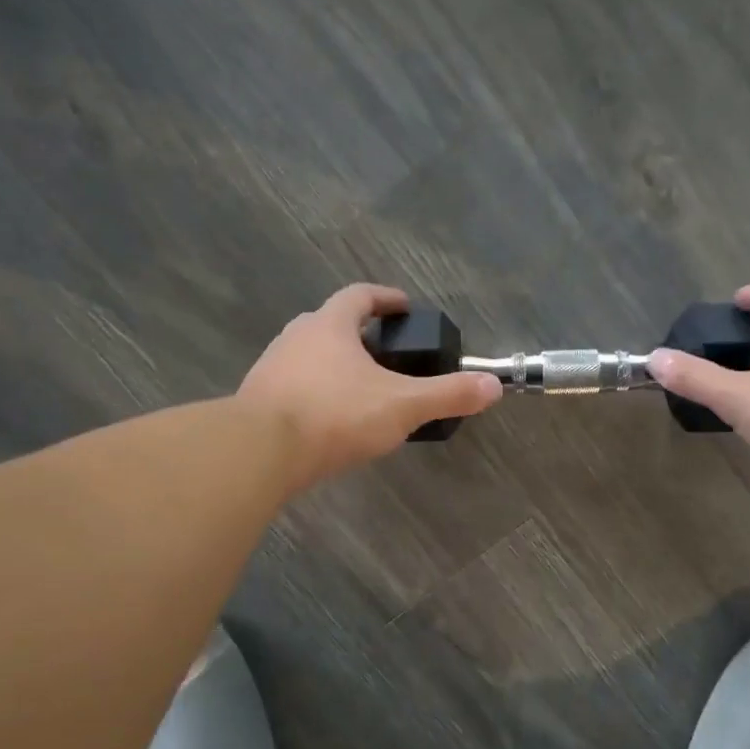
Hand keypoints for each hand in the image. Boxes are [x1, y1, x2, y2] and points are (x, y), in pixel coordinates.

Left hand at [238, 284, 500, 488]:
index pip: (359, 296)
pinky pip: (293, 386)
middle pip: (331, 323)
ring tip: (360, 389)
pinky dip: (315, 392)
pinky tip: (329, 419)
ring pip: (309, 355)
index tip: (404, 306)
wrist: (260, 452)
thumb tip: (493, 385)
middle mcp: (296, 337)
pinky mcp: (256, 401)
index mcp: (330, 325)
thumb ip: (448, 394)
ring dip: (334, 364)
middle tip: (386, 353)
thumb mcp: (402, 405)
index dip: (385, 298)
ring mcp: (271, 368)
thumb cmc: (335, 415)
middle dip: (359, 333)